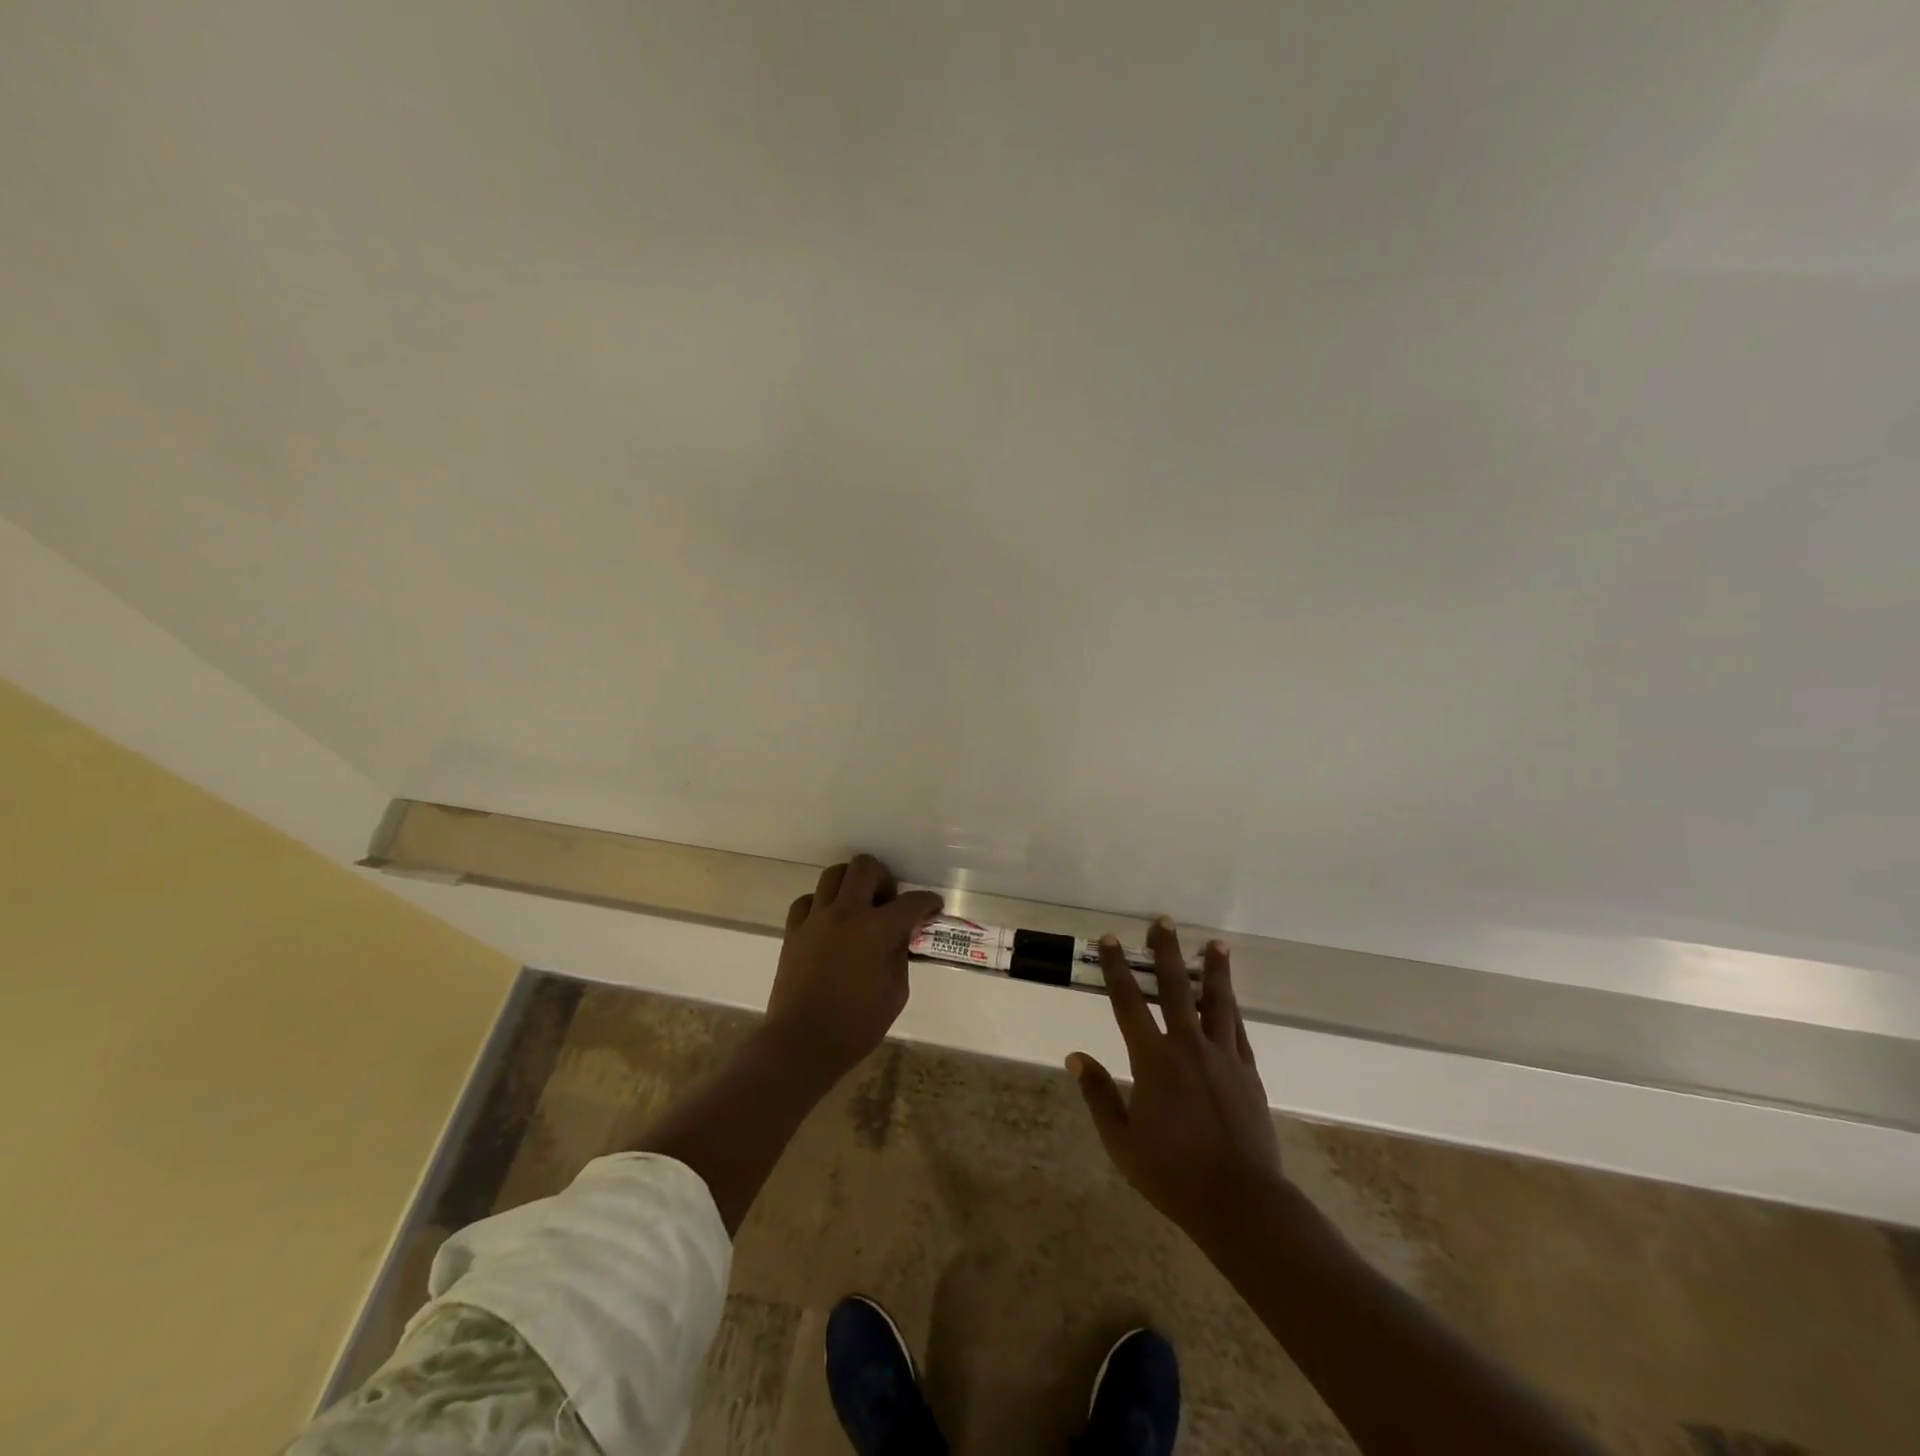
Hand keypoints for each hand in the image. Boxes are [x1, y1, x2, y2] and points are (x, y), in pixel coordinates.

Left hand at [764, 854, 943, 1081]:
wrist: (803, 1042)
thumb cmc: (857, 1024)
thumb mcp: (896, 992)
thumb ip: (900, 955)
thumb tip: (899, 936)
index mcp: (877, 929)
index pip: (912, 902)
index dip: (928, 902)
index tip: (933, 907)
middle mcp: (847, 912)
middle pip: (865, 867)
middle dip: (884, 878)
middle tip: (888, 902)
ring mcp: (816, 919)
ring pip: (833, 874)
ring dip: (851, 884)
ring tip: (857, 906)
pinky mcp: (793, 931)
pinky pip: (807, 901)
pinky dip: (821, 904)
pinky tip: (827, 922)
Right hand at [1068, 918, 1286, 1257]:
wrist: (1241, 1201)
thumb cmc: (1172, 1174)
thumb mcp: (1122, 1141)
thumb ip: (1099, 1095)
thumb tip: (1076, 1056)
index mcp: (1153, 1060)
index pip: (1128, 1002)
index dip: (1116, 968)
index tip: (1110, 940)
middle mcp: (1188, 1047)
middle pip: (1175, 988)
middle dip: (1167, 952)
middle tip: (1163, 922)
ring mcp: (1222, 1057)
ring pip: (1217, 1002)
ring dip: (1214, 970)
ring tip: (1216, 944)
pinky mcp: (1248, 1072)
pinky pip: (1238, 1030)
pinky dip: (1233, 1008)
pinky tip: (1232, 996)